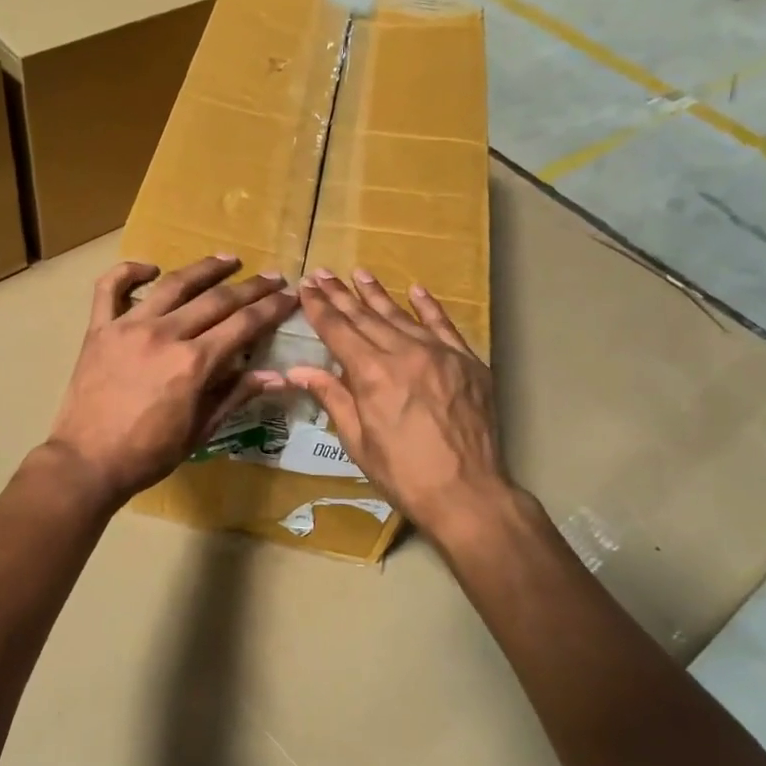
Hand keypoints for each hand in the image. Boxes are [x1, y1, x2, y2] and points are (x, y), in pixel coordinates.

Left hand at [44, 255, 295, 507]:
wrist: (87, 462)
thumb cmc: (148, 454)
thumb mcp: (200, 430)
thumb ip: (235, 396)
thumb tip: (277, 376)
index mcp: (194, 363)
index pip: (244, 325)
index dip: (272, 308)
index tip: (291, 297)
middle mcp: (165, 334)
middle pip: (217, 300)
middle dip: (251, 287)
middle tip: (273, 277)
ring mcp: (128, 326)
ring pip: (173, 284)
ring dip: (204, 268)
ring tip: (228, 259)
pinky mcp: (99, 329)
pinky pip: (110, 288)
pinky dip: (129, 272)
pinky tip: (150, 268)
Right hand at [287, 269, 509, 537]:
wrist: (467, 491)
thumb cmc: (402, 473)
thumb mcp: (357, 439)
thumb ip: (332, 397)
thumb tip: (298, 370)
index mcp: (371, 373)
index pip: (338, 330)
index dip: (319, 309)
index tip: (306, 288)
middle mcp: (404, 353)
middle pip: (366, 317)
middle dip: (341, 295)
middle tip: (323, 273)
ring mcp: (440, 354)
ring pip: (401, 316)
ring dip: (377, 294)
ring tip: (359, 273)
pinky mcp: (467, 362)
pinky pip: (444, 326)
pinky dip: (429, 307)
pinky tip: (415, 290)